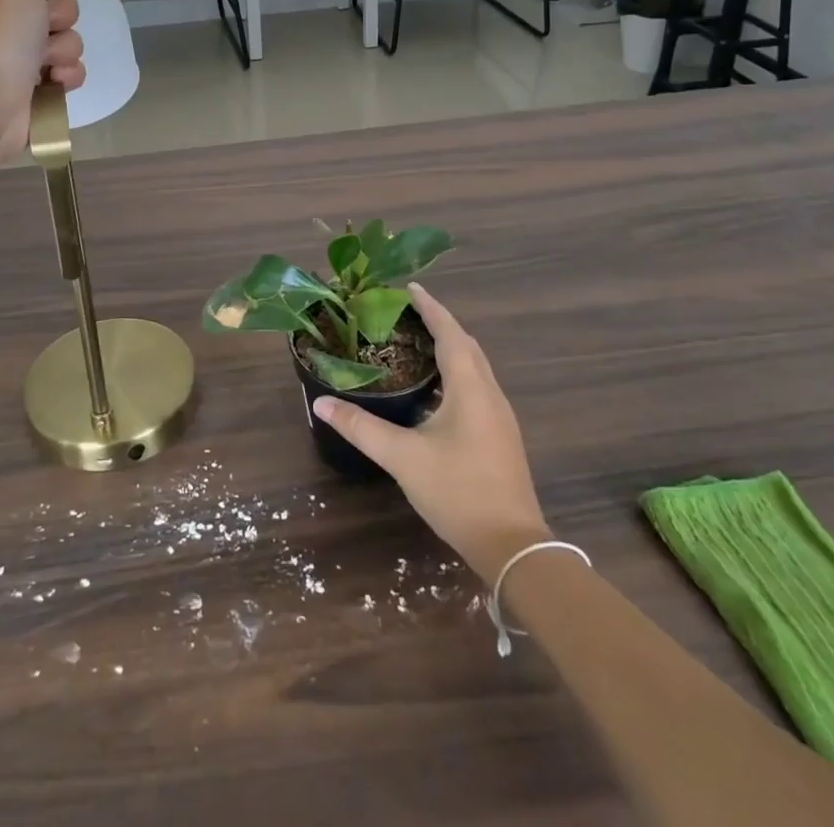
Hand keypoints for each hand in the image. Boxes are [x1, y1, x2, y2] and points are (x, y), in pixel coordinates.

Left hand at [0, 0, 105, 166]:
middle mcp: (10, 20)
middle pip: (62, 4)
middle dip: (61, 16)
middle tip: (43, 27)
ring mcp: (23, 55)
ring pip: (71, 39)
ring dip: (64, 50)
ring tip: (44, 65)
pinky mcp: (38, 86)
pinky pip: (71, 70)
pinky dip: (66, 76)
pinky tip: (53, 84)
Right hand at [311, 283, 549, 578]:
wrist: (512, 546)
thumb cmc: (457, 491)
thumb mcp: (402, 457)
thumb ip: (360, 427)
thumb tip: (320, 401)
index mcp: (470, 388)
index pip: (450, 333)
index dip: (431, 308)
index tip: (411, 287)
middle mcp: (490, 394)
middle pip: (467, 345)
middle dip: (441, 323)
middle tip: (409, 311)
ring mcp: (500, 416)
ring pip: (475, 366)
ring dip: (451, 347)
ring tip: (419, 341)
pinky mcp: (500, 435)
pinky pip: (478, 385)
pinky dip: (457, 371)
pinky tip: (437, 387)